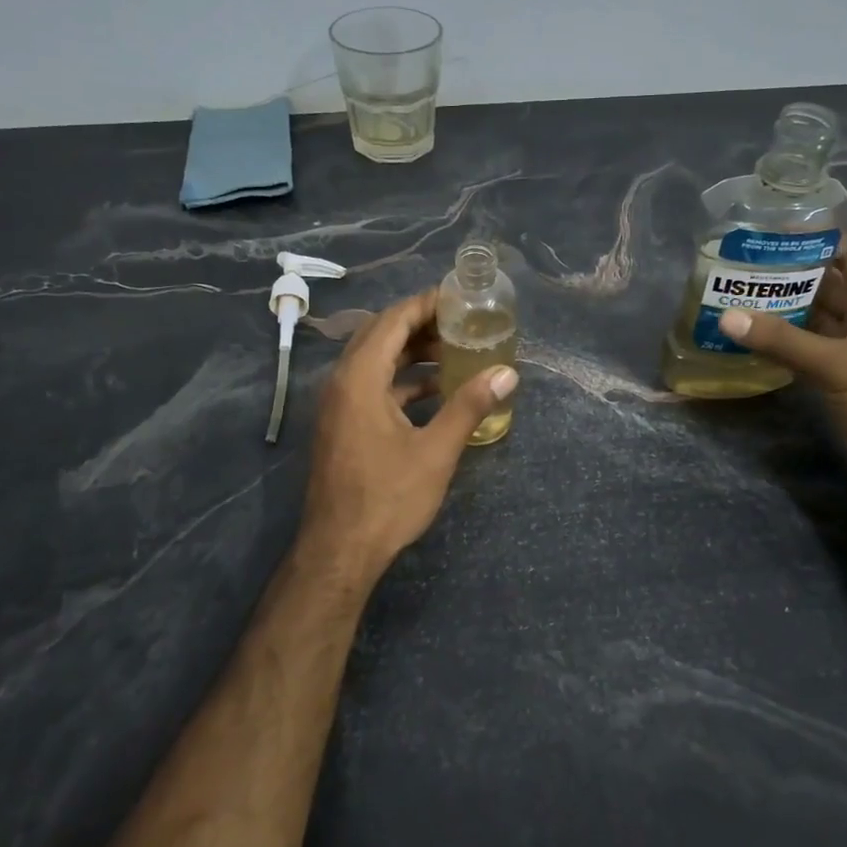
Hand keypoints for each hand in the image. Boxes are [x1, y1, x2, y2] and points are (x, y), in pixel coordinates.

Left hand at [300, 288, 517, 580]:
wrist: (340, 550)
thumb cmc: (388, 498)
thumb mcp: (436, 451)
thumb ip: (469, 406)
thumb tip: (507, 373)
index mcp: (359, 379)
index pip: (392, 321)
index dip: (425, 304)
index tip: (459, 296)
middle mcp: (342, 383)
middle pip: (380, 335)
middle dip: (420, 324)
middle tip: (461, 320)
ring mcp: (338, 406)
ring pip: (375, 362)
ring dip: (411, 353)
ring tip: (455, 350)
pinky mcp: (343, 426)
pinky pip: (372, 387)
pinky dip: (402, 381)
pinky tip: (435, 391)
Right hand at [717, 238, 846, 500]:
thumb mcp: (837, 364)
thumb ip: (782, 340)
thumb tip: (727, 317)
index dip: (812, 239)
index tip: (766, 235)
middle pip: (826, 282)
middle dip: (786, 275)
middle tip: (738, 267)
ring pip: (814, 316)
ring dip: (781, 309)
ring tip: (735, 296)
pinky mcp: (843, 373)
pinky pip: (808, 347)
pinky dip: (783, 341)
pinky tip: (749, 337)